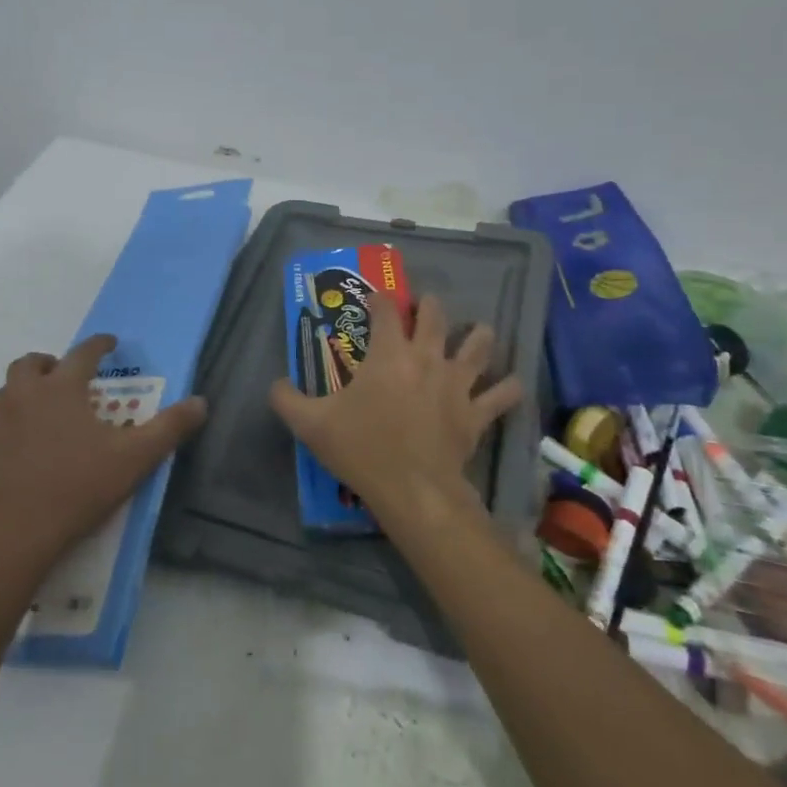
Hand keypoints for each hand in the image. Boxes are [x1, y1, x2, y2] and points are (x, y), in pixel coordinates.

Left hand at [0, 335, 207, 562]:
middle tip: (66, 374)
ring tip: (40, 402)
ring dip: (19, 390)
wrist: (21, 531)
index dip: (99, 344)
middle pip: (28, 364)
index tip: (110, 342)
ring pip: (2, 394)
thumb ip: (170, 427)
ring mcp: (3, 427)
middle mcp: (28, 398)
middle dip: (48, 362)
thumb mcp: (136, 456)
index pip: (82, 353)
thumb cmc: (80, 484)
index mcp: (62, 389)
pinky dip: (5, 431)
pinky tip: (18, 444)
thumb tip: (201, 402)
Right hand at [268, 293, 523, 526]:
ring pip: (477, 346)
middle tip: (424, 308)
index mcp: (388, 353)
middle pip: (436, 316)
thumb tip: (274, 384)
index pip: (386, 310)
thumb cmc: (361, 448)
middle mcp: (426, 357)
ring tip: (477, 332)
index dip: (380, 298)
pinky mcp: (475, 412)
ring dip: (478, 336)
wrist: (412, 489)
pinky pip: (501, 396)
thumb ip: (287, 399)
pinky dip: (508, 389)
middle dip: (429, 306)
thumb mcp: (311, 424)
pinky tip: (512, 384)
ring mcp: (456, 383)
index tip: (376, 298)